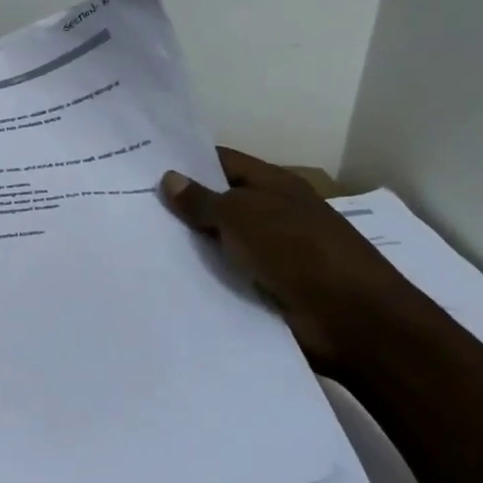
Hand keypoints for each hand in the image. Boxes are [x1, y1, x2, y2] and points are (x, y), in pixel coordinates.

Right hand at [159, 148, 412, 371]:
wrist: (353, 322)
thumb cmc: (299, 252)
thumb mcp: (243, 216)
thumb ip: (203, 200)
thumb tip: (169, 178)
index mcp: (274, 185)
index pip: (222, 161)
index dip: (186, 160)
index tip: (143, 164)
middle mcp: (273, 214)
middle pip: (219, 202)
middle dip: (181, 203)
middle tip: (130, 203)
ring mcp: (271, 253)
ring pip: (219, 240)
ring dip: (189, 243)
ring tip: (137, 240)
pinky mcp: (268, 288)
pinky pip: (226, 275)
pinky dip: (203, 275)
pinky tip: (165, 274)